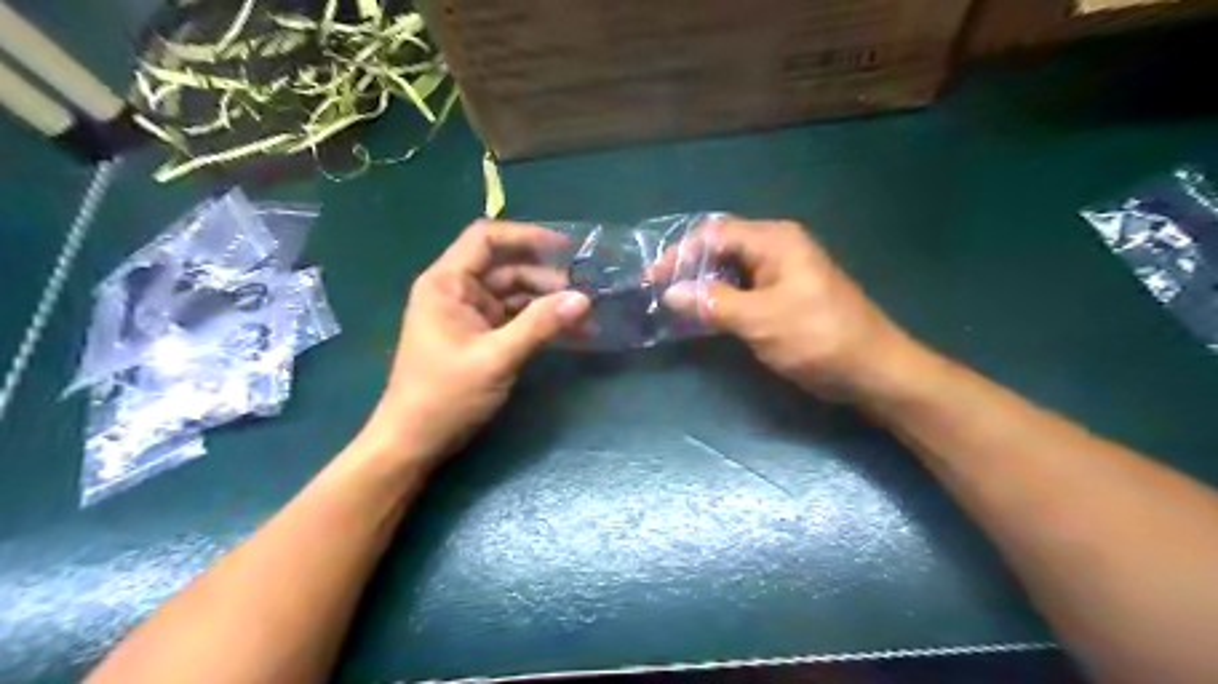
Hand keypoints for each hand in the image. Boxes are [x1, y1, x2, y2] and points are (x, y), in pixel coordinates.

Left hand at [361, 221, 590, 466]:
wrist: (415, 442)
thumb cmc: (445, 396)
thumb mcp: (496, 358)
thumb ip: (540, 326)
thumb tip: (584, 299)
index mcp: (447, 284)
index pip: (486, 239)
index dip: (526, 236)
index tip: (566, 248)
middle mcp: (458, 292)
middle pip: (507, 268)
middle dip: (547, 277)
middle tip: (586, 290)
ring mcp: (470, 316)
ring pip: (515, 295)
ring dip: (548, 302)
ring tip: (586, 314)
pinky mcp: (481, 338)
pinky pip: (516, 319)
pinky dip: (540, 323)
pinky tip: (570, 331)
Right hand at [664, 216, 923, 402]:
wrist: (872, 370)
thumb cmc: (817, 338)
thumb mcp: (760, 320)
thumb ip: (712, 303)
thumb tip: (670, 292)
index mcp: (775, 241)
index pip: (714, 234)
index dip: (680, 254)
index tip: (653, 280)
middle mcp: (777, 248)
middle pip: (722, 247)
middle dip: (689, 268)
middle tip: (659, 293)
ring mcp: (783, 272)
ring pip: (731, 270)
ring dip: (703, 285)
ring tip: (674, 305)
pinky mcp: (785, 295)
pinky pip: (744, 288)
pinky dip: (721, 299)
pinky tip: (703, 315)